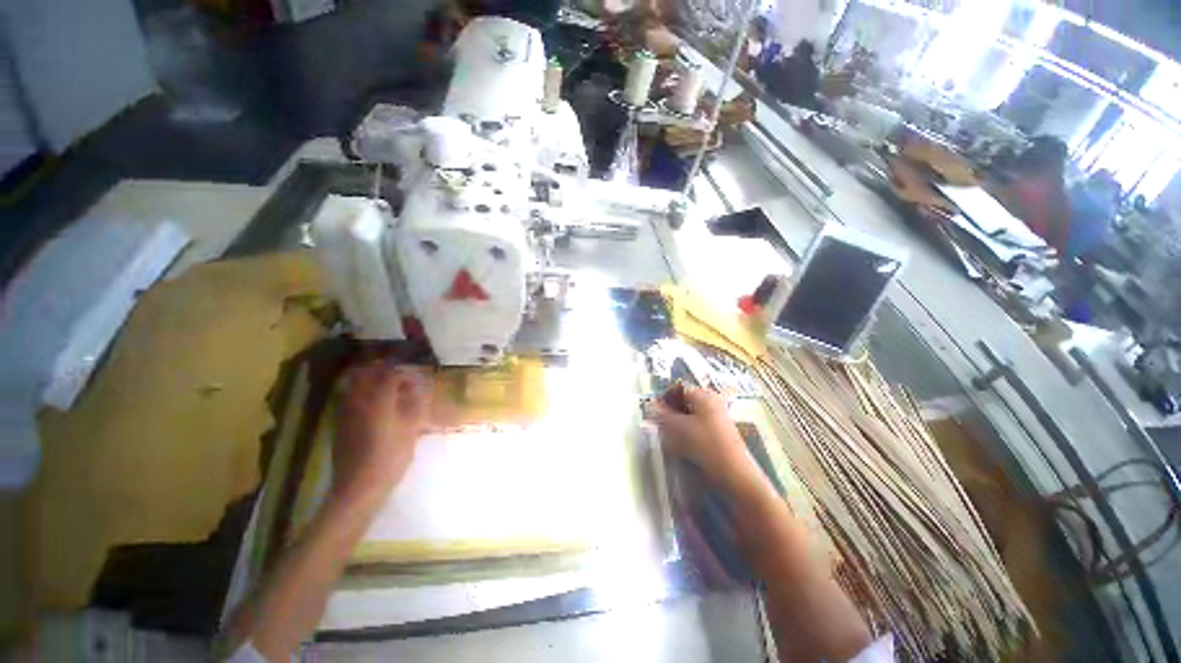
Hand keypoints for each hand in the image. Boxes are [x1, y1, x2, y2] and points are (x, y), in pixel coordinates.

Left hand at [333, 361, 432, 502]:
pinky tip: (375, 406)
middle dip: (383, 370)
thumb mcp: (411, 428)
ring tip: (388, 390)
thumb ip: (415, 404)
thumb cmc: (391, 455)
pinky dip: (362, 394)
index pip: (390, 374)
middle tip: (400, 377)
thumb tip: (416, 389)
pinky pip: (349, 398)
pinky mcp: (339, 424)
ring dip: (371, 381)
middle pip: (367, 373)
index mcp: (377, 400)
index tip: (415, 380)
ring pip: (355, 384)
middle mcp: (357, 400)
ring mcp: (345, 412)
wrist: (359, 486)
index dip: (404, 374)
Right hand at [652, 387, 755, 489]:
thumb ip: (662, 414)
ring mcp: (719, 417)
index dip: (665, 399)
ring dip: (679, 424)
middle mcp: (713, 402)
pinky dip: (689, 432)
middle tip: (662, 425)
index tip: (655, 411)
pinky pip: (700, 426)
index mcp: (704, 396)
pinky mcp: (721, 432)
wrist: (733, 472)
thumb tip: (651, 406)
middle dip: (672, 412)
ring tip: (671, 437)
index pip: (679, 390)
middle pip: (686, 402)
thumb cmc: (704, 443)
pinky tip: (684, 445)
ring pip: (692, 415)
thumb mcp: (677, 427)